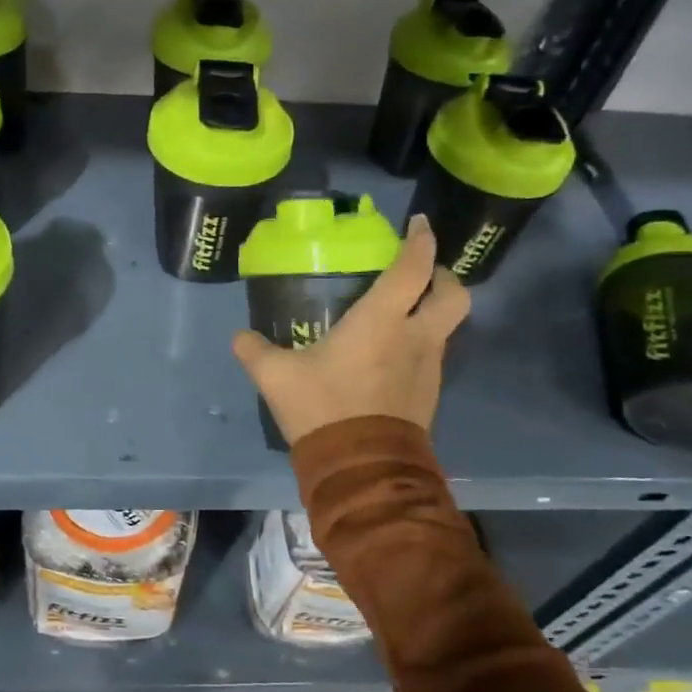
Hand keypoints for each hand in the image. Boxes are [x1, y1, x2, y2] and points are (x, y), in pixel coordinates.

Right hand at [232, 214, 469, 444]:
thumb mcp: (277, 377)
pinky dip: (420, 343)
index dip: (420, 240)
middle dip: (443, 276)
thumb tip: (238, 337)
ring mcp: (428, 368)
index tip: (419, 224)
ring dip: (431, 312)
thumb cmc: (324, 409)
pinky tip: (390, 354)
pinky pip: (433, 355)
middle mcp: (415, 337)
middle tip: (420, 274)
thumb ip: (255, 352)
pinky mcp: (429, 394)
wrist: (362, 468)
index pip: (413, 268)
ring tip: (399, 314)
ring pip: (447, 327)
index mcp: (382, 321)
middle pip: (453, 295)